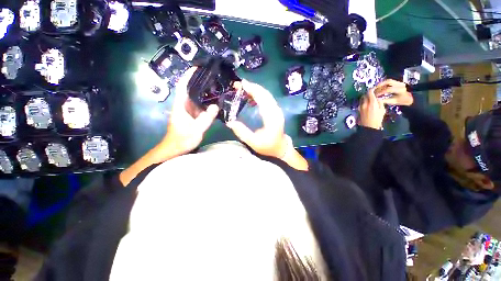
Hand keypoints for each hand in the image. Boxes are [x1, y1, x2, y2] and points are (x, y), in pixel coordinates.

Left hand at [158, 67, 218, 160]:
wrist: (176, 148)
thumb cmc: (182, 139)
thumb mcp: (195, 129)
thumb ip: (206, 118)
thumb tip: (216, 106)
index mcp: (181, 105)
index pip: (183, 85)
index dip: (189, 75)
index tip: (199, 67)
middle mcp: (185, 104)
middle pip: (192, 89)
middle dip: (202, 82)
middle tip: (215, 77)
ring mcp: (190, 110)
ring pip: (198, 97)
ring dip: (206, 92)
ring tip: (218, 87)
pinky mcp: (194, 115)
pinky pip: (202, 106)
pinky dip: (208, 102)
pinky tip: (217, 101)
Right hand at [226, 80, 287, 158]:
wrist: (281, 148)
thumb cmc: (268, 146)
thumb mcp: (254, 143)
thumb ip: (242, 133)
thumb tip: (230, 122)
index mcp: (271, 118)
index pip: (262, 99)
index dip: (252, 90)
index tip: (242, 84)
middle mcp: (276, 111)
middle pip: (265, 94)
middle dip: (252, 87)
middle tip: (238, 84)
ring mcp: (277, 110)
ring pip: (266, 95)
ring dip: (255, 89)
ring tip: (243, 88)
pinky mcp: (275, 110)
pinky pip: (267, 99)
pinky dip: (259, 94)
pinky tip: (250, 96)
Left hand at [359, 88, 385, 129]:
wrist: (368, 127)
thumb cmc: (377, 119)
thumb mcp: (382, 110)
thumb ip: (380, 103)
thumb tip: (378, 98)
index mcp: (372, 103)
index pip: (370, 92)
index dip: (372, 89)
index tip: (375, 88)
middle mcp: (365, 104)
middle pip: (365, 95)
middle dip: (368, 93)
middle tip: (372, 93)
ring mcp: (360, 107)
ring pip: (362, 99)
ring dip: (365, 97)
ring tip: (369, 98)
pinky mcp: (358, 110)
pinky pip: (360, 103)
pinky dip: (363, 101)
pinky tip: (367, 103)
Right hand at [374, 79, 413, 105]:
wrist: (407, 98)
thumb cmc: (400, 101)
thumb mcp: (393, 101)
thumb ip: (385, 100)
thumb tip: (376, 99)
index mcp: (400, 90)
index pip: (389, 89)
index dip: (381, 92)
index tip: (375, 95)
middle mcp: (400, 84)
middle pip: (388, 82)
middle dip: (380, 85)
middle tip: (374, 89)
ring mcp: (399, 82)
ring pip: (388, 81)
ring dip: (381, 84)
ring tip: (375, 87)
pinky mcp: (397, 82)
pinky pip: (389, 81)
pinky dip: (383, 84)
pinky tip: (379, 87)